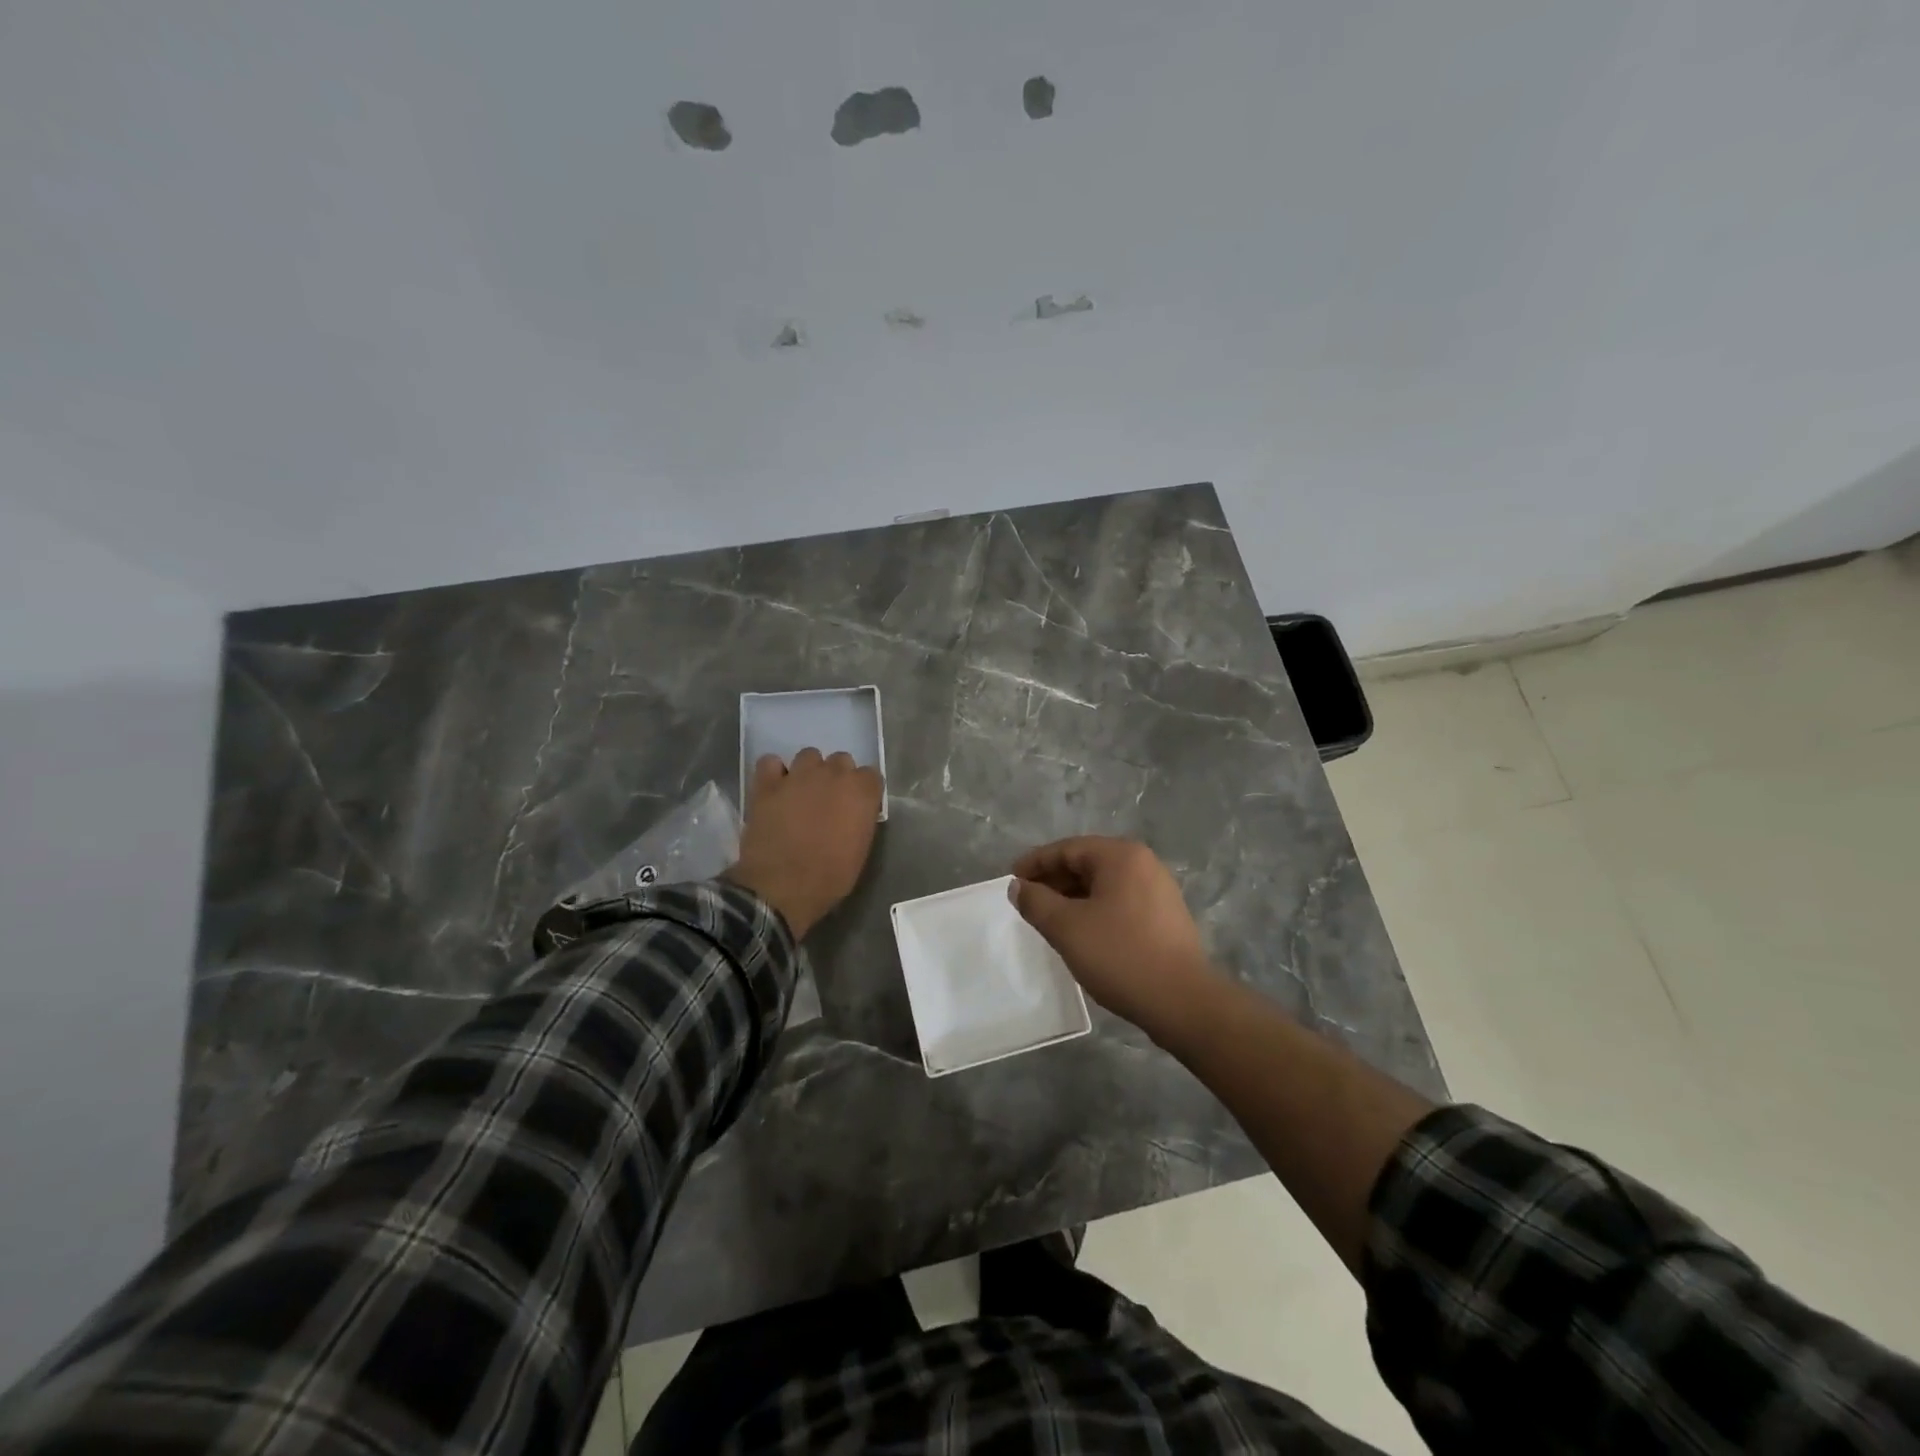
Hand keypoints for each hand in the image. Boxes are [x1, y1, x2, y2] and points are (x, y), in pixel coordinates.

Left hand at [728, 748, 882, 937]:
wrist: (782, 887)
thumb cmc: (829, 877)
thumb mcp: (860, 851)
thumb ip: (860, 821)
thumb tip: (854, 814)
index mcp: (861, 792)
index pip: (871, 775)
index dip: (863, 791)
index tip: (856, 807)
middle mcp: (833, 774)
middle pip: (841, 760)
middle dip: (837, 777)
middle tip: (828, 801)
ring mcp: (799, 775)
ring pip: (809, 755)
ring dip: (808, 771)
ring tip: (800, 793)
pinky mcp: (768, 783)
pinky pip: (770, 762)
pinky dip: (773, 773)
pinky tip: (774, 789)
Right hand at [1011, 837, 1219, 1043]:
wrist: (1182, 1001)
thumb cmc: (1120, 955)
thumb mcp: (1067, 928)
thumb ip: (1036, 902)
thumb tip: (1018, 887)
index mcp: (1121, 856)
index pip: (1068, 849)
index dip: (1035, 863)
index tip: (1012, 880)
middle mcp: (1143, 863)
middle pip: (1087, 863)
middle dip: (1054, 880)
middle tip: (1027, 901)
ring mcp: (1158, 889)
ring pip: (1104, 884)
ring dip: (1073, 897)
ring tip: (1049, 919)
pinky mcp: (1166, 916)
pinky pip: (1120, 901)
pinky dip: (1095, 909)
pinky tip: (1082, 932)